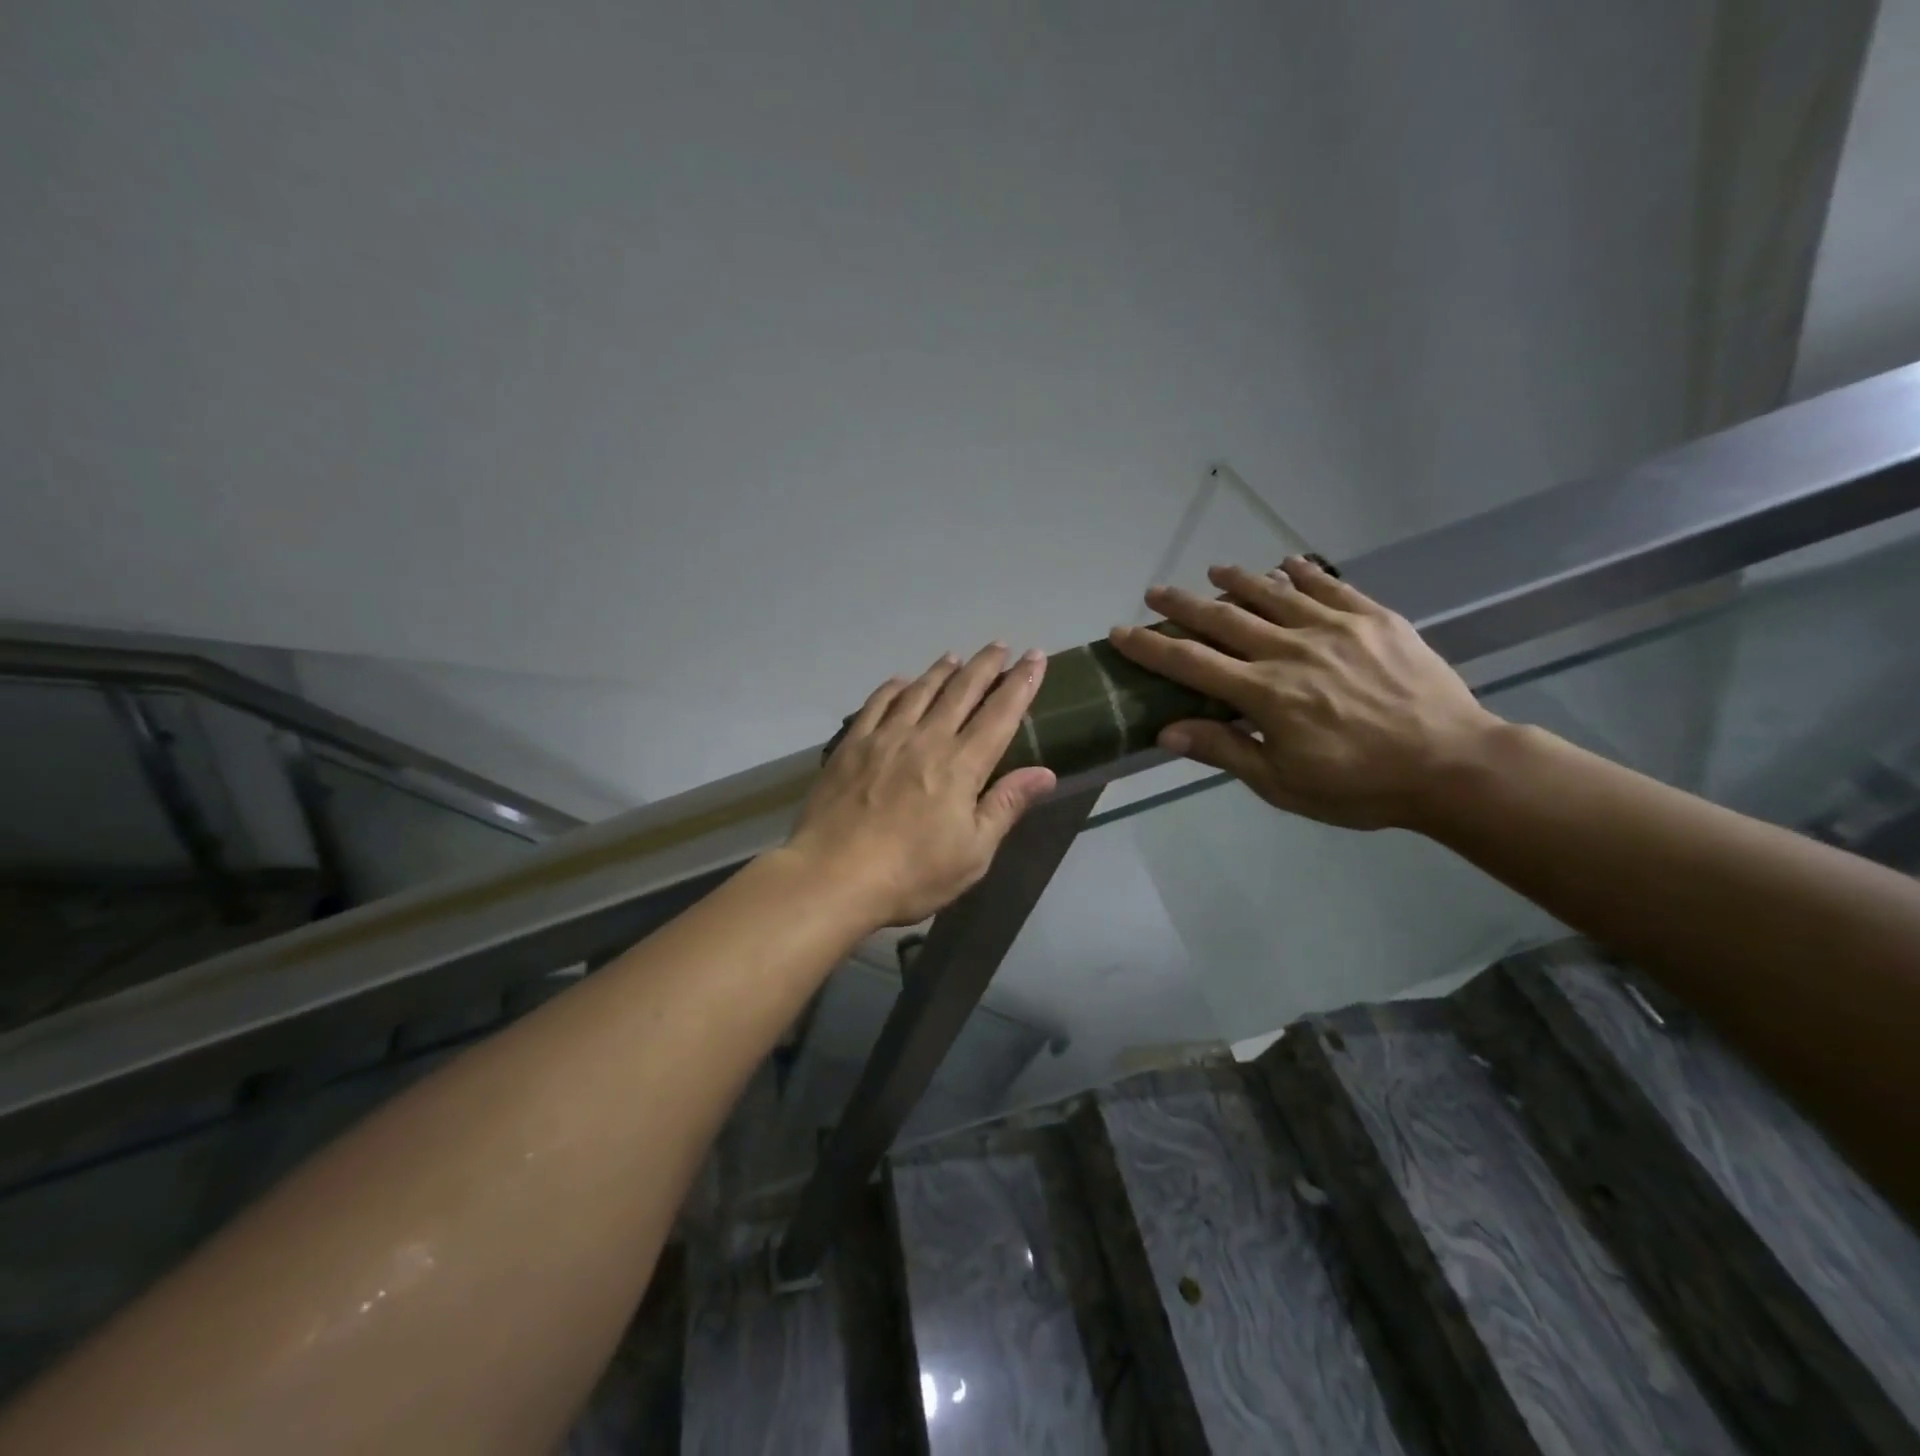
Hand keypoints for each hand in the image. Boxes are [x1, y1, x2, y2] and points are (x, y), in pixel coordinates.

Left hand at [783, 644, 1059, 927]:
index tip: (1035, 657)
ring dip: (941, 671)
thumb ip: (1006, 806)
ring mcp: (885, 738)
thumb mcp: (972, 853)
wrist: (833, 876)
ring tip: (955, 657)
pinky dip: (894, 688)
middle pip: (962, 692)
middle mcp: (927, 739)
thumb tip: (1045, 772)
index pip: (1000, 714)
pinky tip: (901, 682)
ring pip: (920, 692)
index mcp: (961, 766)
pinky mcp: (852, 745)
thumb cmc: (911, 873)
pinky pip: (877, 704)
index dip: (1021, 684)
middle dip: (985, 666)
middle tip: (1000, 646)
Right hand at [1107, 557, 1500, 829]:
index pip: (1191, 663)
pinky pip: (1329, 586)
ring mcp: (1334, 628)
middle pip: (1224, 619)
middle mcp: (1291, 650)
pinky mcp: (1374, 618)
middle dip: (1182, 605)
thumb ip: (1225, 750)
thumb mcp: (1283, 784)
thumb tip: (1167, 730)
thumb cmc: (1361, 786)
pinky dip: (1302, 573)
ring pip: (1273, 593)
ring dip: (1237, 580)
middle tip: (1155, 592)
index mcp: (1265, 694)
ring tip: (1213, 571)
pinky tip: (1286, 564)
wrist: (1453, 765)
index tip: (1120, 631)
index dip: (1151, 647)